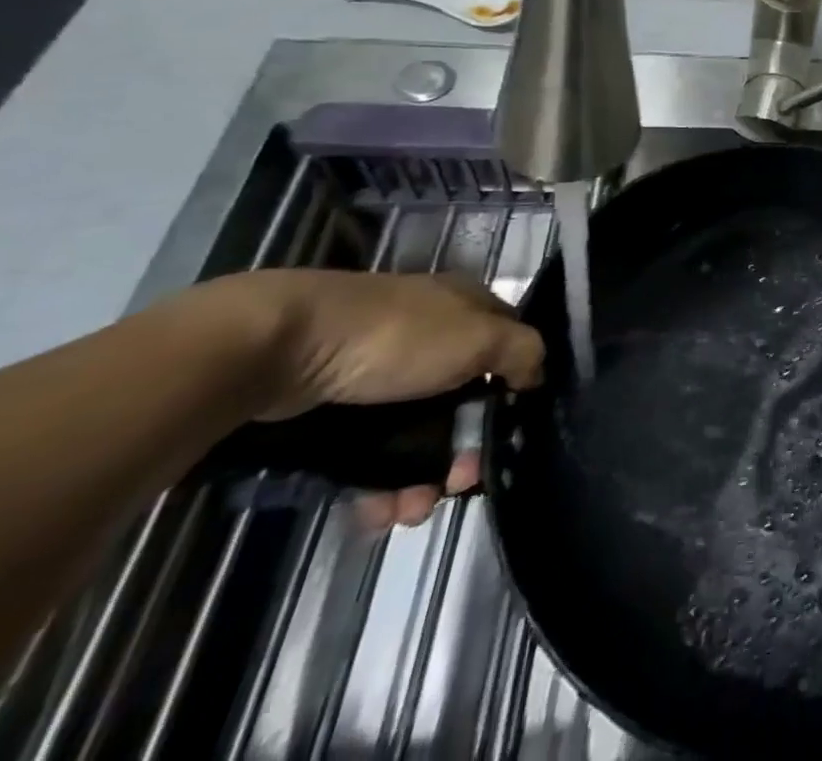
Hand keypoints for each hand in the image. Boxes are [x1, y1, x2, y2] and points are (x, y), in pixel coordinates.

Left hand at [194, 269, 545, 526]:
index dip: (515, 391)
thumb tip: (537, 375)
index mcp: (469, 308)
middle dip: (464, 449)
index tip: (509, 435)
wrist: (284, 347)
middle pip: (465, 399)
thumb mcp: (480, 337)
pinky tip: (378, 511)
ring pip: (417, 432)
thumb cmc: (399, 338)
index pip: (509, 347)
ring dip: (421, 478)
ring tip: (410, 512)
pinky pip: (370, 451)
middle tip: (457, 486)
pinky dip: (378, 484)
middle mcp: (433, 335)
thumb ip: (523, 352)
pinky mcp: (339, 405)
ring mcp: (384, 370)